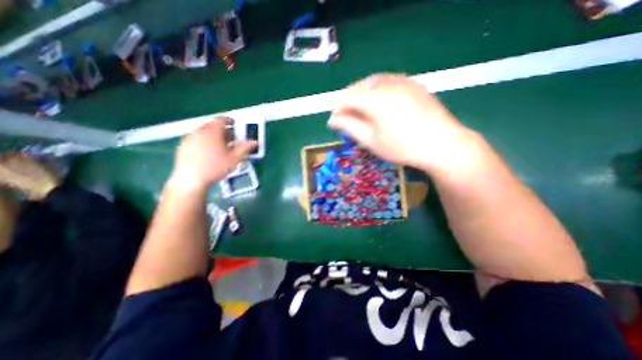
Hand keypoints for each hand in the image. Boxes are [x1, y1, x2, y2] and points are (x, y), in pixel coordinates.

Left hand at [170, 119, 255, 190]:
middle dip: (222, 129)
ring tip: (220, 145)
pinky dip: (203, 141)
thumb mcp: (234, 159)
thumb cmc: (215, 168)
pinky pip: (196, 138)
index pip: (221, 119)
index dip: (229, 120)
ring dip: (213, 135)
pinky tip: (208, 152)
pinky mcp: (183, 145)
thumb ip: (245, 148)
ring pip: (203, 131)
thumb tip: (255, 142)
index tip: (234, 123)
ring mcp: (190, 138)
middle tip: (230, 137)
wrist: (191, 179)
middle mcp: (199, 132)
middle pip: (212, 125)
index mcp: (212, 132)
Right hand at [328, 73, 478, 171]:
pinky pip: (386, 82)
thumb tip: (333, 119)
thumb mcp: (372, 140)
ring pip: (371, 83)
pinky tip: (379, 106)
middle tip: (348, 119)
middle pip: (358, 87)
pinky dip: (376, 92)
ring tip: (361, 113)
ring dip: (361, 96)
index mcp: (376, 98)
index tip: (335, 123)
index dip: (338, 110)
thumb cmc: (402, 147)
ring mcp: (402, 80)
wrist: (442, 144)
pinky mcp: (412, 83)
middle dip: (349, 103)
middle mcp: (388, 83)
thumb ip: (350, 126)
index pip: (346, 97)